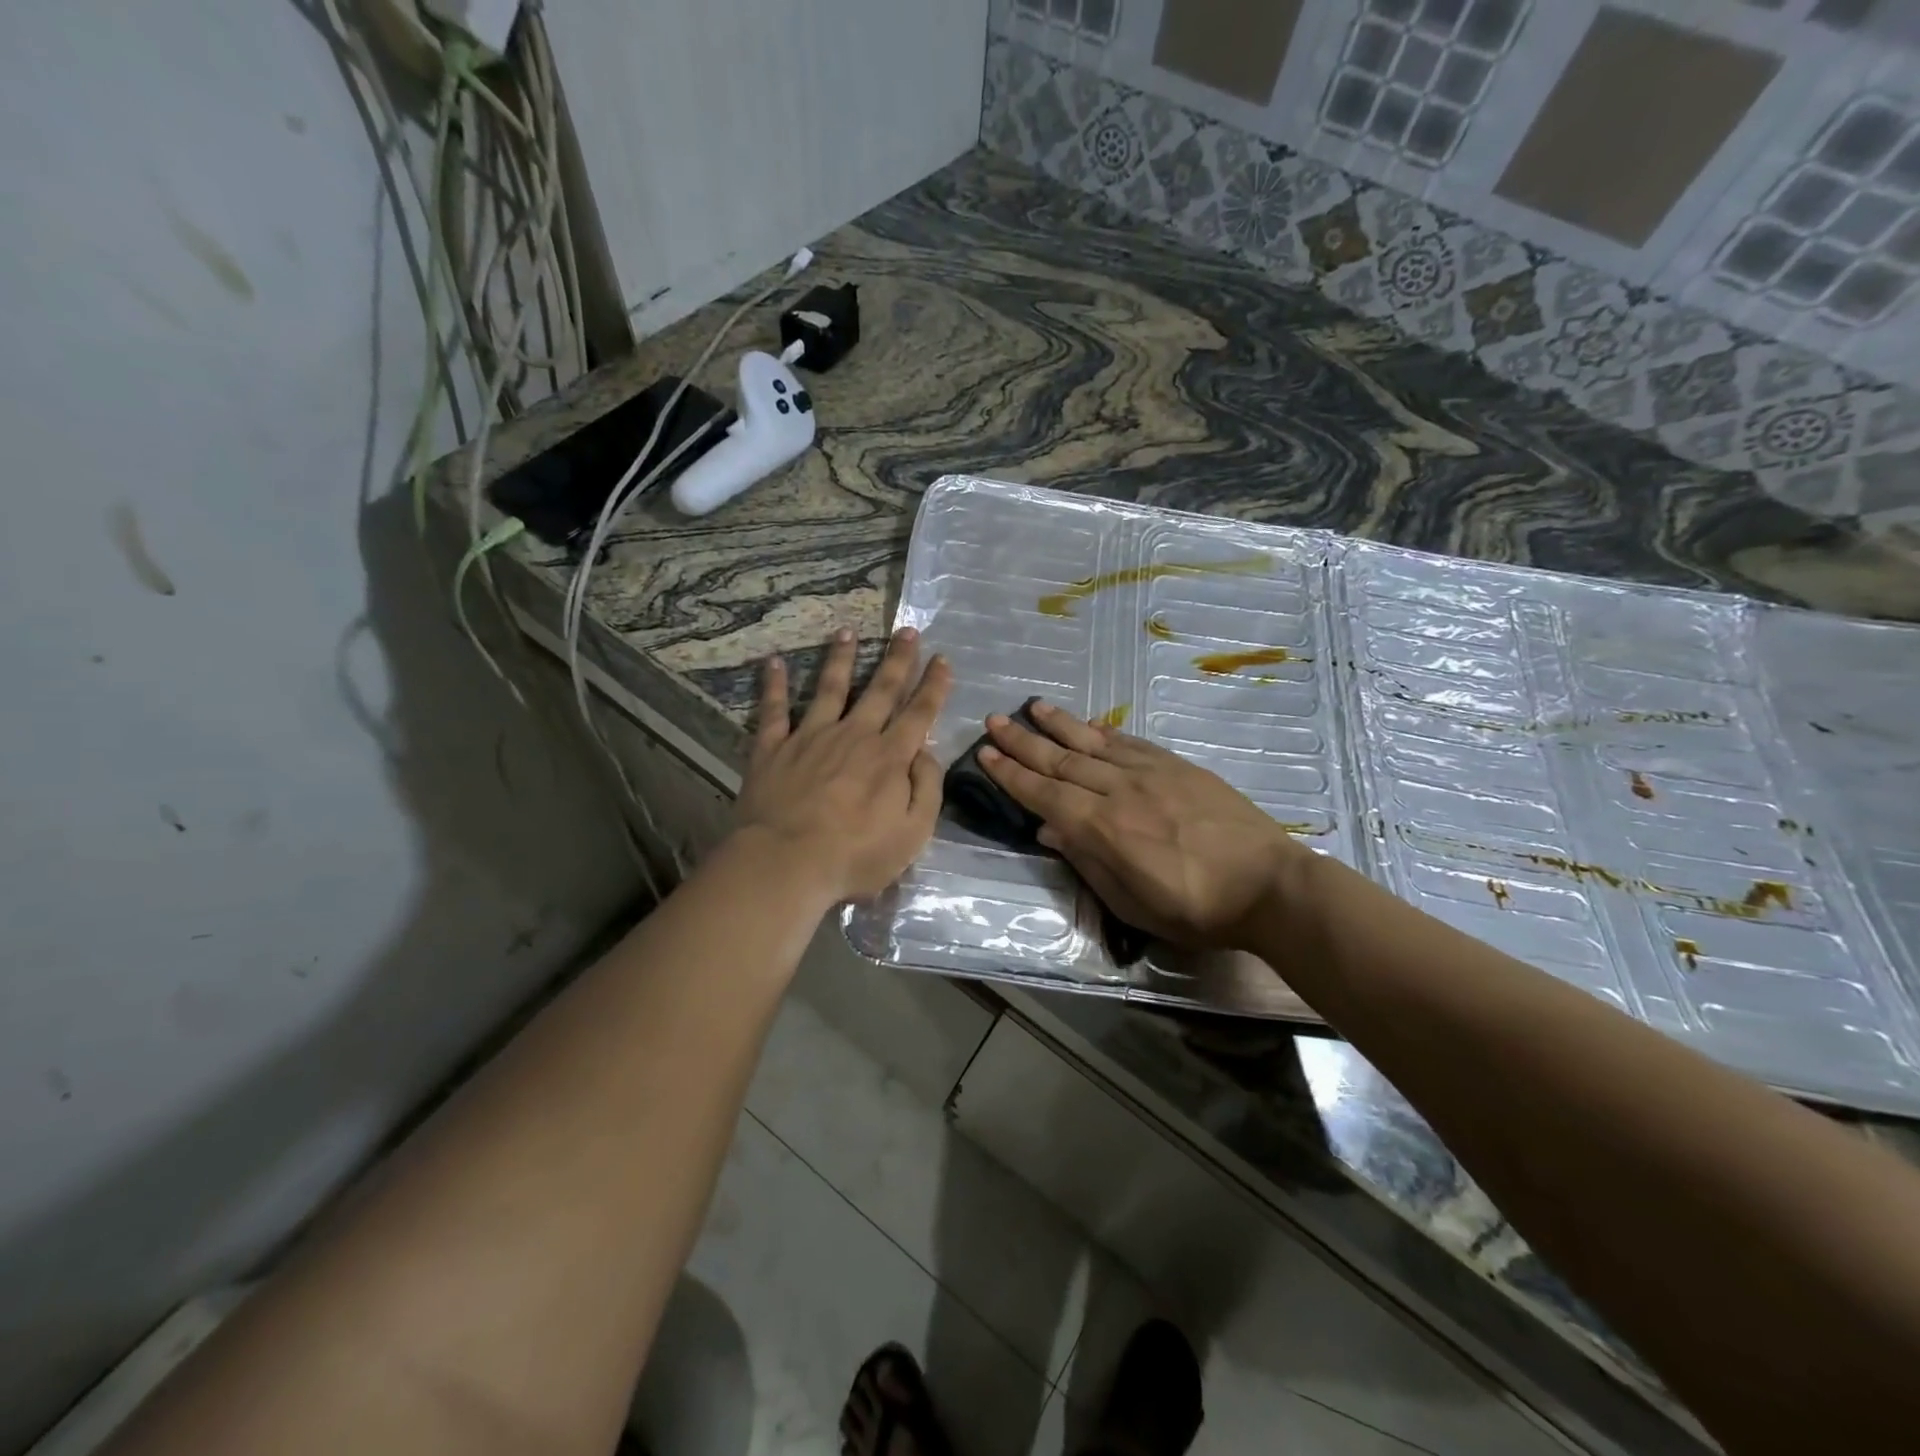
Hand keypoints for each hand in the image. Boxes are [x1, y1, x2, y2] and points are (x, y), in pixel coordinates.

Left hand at [732, 627, 951, 904]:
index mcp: (889, 757)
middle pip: (880, 690)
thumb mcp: (913, 834)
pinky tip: (774, 661)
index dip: (934, 686)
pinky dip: (774, 684)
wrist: (784, 863)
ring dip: (840, 658)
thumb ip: (926, 790)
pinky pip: (774, 710)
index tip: (943, 659)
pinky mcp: (773, 748)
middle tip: (907, 631)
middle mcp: (853, 736)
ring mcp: (811, 737)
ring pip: (829, 688)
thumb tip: (926, 753)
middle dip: (897, 659)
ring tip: (846, 631)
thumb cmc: (854, 856)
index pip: (919, 713)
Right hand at [979, 702, 1309, 949]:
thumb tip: (1050, 831)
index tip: (985, 754)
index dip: (1011, 774)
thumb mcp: (1132, 903)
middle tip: (994, 720)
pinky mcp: (1177, 766)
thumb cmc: (1195, 909)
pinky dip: (1102, 732)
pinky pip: (1129, 742)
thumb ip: (1088, 862)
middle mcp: (1120, 791)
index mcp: (1104, 829)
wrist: (1268, 885)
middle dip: (1023, 741)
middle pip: (1061, 760)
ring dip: (1058, 724)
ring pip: (1092, 742)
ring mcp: (1150, 773)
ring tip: (1032, 706)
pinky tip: (1087, 725)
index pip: (1044, 794)